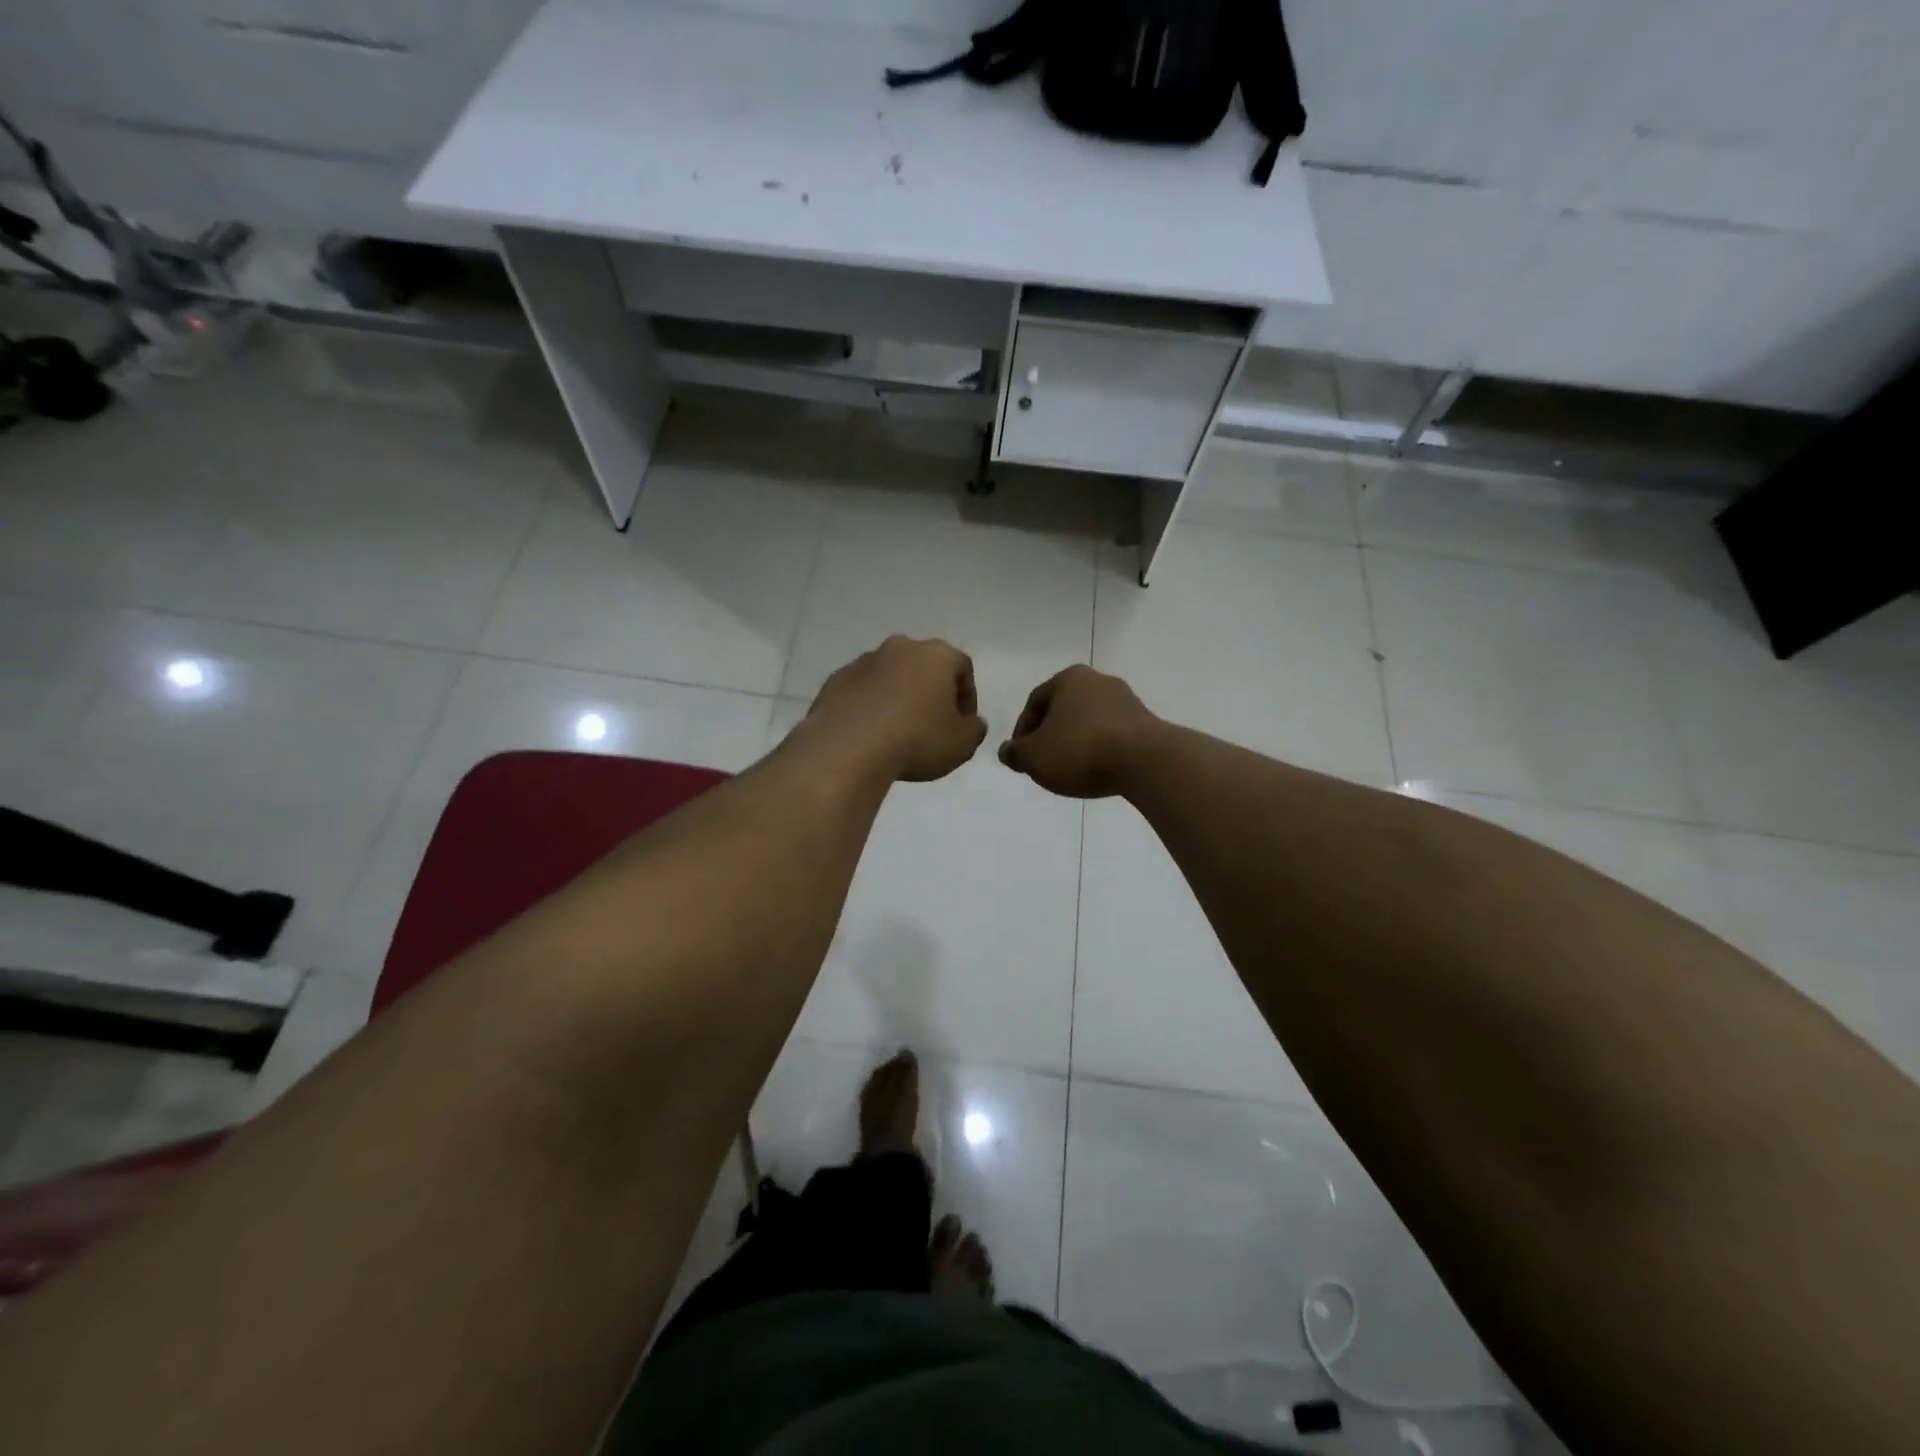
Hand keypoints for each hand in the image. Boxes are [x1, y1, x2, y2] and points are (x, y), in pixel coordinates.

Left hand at [804, 636, 987, 781]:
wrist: (848, 748)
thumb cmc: (917, 740)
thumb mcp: (962, 744)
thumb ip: (975, 729)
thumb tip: (971, 722)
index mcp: (937, 655)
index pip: (963, 668)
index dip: (967, 698)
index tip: (962, 725)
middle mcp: (901, 647)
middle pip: (925, 667)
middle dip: (932, 692)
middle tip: (932, 725)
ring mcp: (864, 661)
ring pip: (891, 676)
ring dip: (899, 696)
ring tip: (898, 731)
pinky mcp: (836, 679)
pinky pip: (863, 690)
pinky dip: (870, 705)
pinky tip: (870, 732)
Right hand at [998, 665, 1158, 797]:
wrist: (1146, 761)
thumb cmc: (1081, 750)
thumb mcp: (1034, 757)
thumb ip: (1016, 754)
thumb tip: (1007, 751)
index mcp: (1068, 678)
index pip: (1035, 702)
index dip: (1023, 731)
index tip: (1021, 757)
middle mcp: (1098, 681)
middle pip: (1063, 710)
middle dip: (1050, 736)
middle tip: (1043, 763)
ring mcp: (1126, 700)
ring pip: (1089, 722)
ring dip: (1076, 743)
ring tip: (1070, 771)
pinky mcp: (1146, 723)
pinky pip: (1112, 735)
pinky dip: (1100, 750)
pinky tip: (1097, 770)